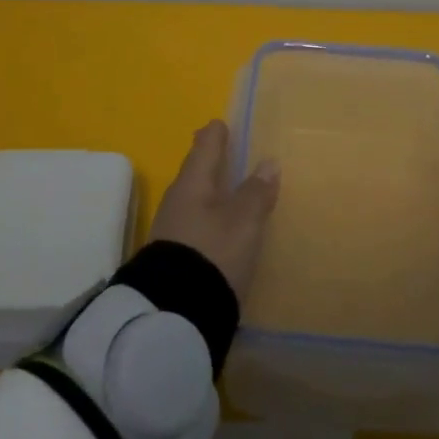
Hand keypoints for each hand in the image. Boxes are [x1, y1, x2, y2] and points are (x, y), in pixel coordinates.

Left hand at [148, 119, 280, 299]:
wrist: (174, 314)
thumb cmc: (213, 253)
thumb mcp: (243, 222)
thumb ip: (256, 192)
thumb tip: (268, 162)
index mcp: (193, 182)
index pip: (205, 146)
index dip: (215, 134)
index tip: (220, 123)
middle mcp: (177, 200)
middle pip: (196, 172)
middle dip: (210, 163)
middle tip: (226, 153)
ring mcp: (171, 230)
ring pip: (194, 199)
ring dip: (210, 193)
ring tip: (227, 192)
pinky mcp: (173, 257)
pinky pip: (193, 224)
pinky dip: (207, 218)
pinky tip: (218, 228)